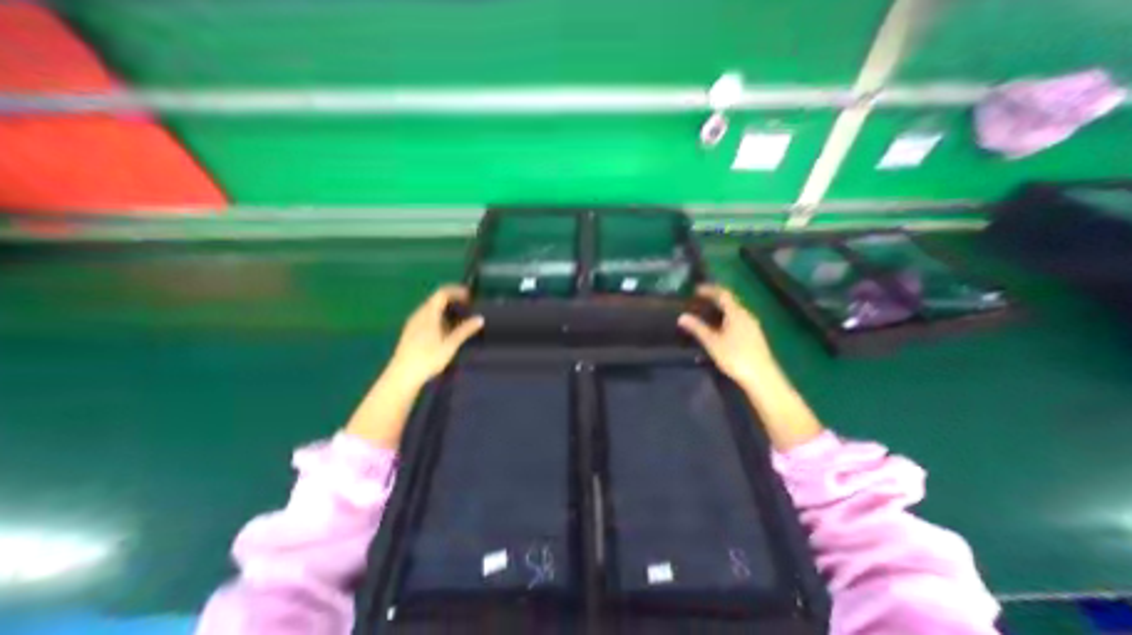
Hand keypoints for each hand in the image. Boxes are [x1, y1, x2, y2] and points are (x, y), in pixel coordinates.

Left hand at [347, 286, 483, 448]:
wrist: (402, 376)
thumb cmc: (427, 358)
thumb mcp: (450, 344)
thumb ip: (465, 330)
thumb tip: (480, 318)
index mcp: (428, 314)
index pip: (442, 293)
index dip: (456, 291)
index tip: (470, 295)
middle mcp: (419, 314)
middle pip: (436, 299)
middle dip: (452, 299)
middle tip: (468, 306)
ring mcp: (413, 323)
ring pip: (430, 308)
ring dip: (445, 308)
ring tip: (459, 317)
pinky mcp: (410, 332)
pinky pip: (426, 316)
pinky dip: (438, 316)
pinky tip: (445, 329)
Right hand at [674, 286, 773, 386]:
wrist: (762, 377)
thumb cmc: (735, 357)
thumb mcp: (712, 342)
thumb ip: (697, 328)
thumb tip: (682, 316)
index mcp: (736, 313)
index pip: (723, 294)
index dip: (709, 290)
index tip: (696, 289)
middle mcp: (746, 315)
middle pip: (730, 301)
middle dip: (714, 299)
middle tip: (698, 301)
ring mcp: (752, 325)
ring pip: (734, 311)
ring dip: (720, 309)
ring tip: (706, 314)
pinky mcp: (754, 335)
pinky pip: (738, 320)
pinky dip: (726, 318)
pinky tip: (719, 328)